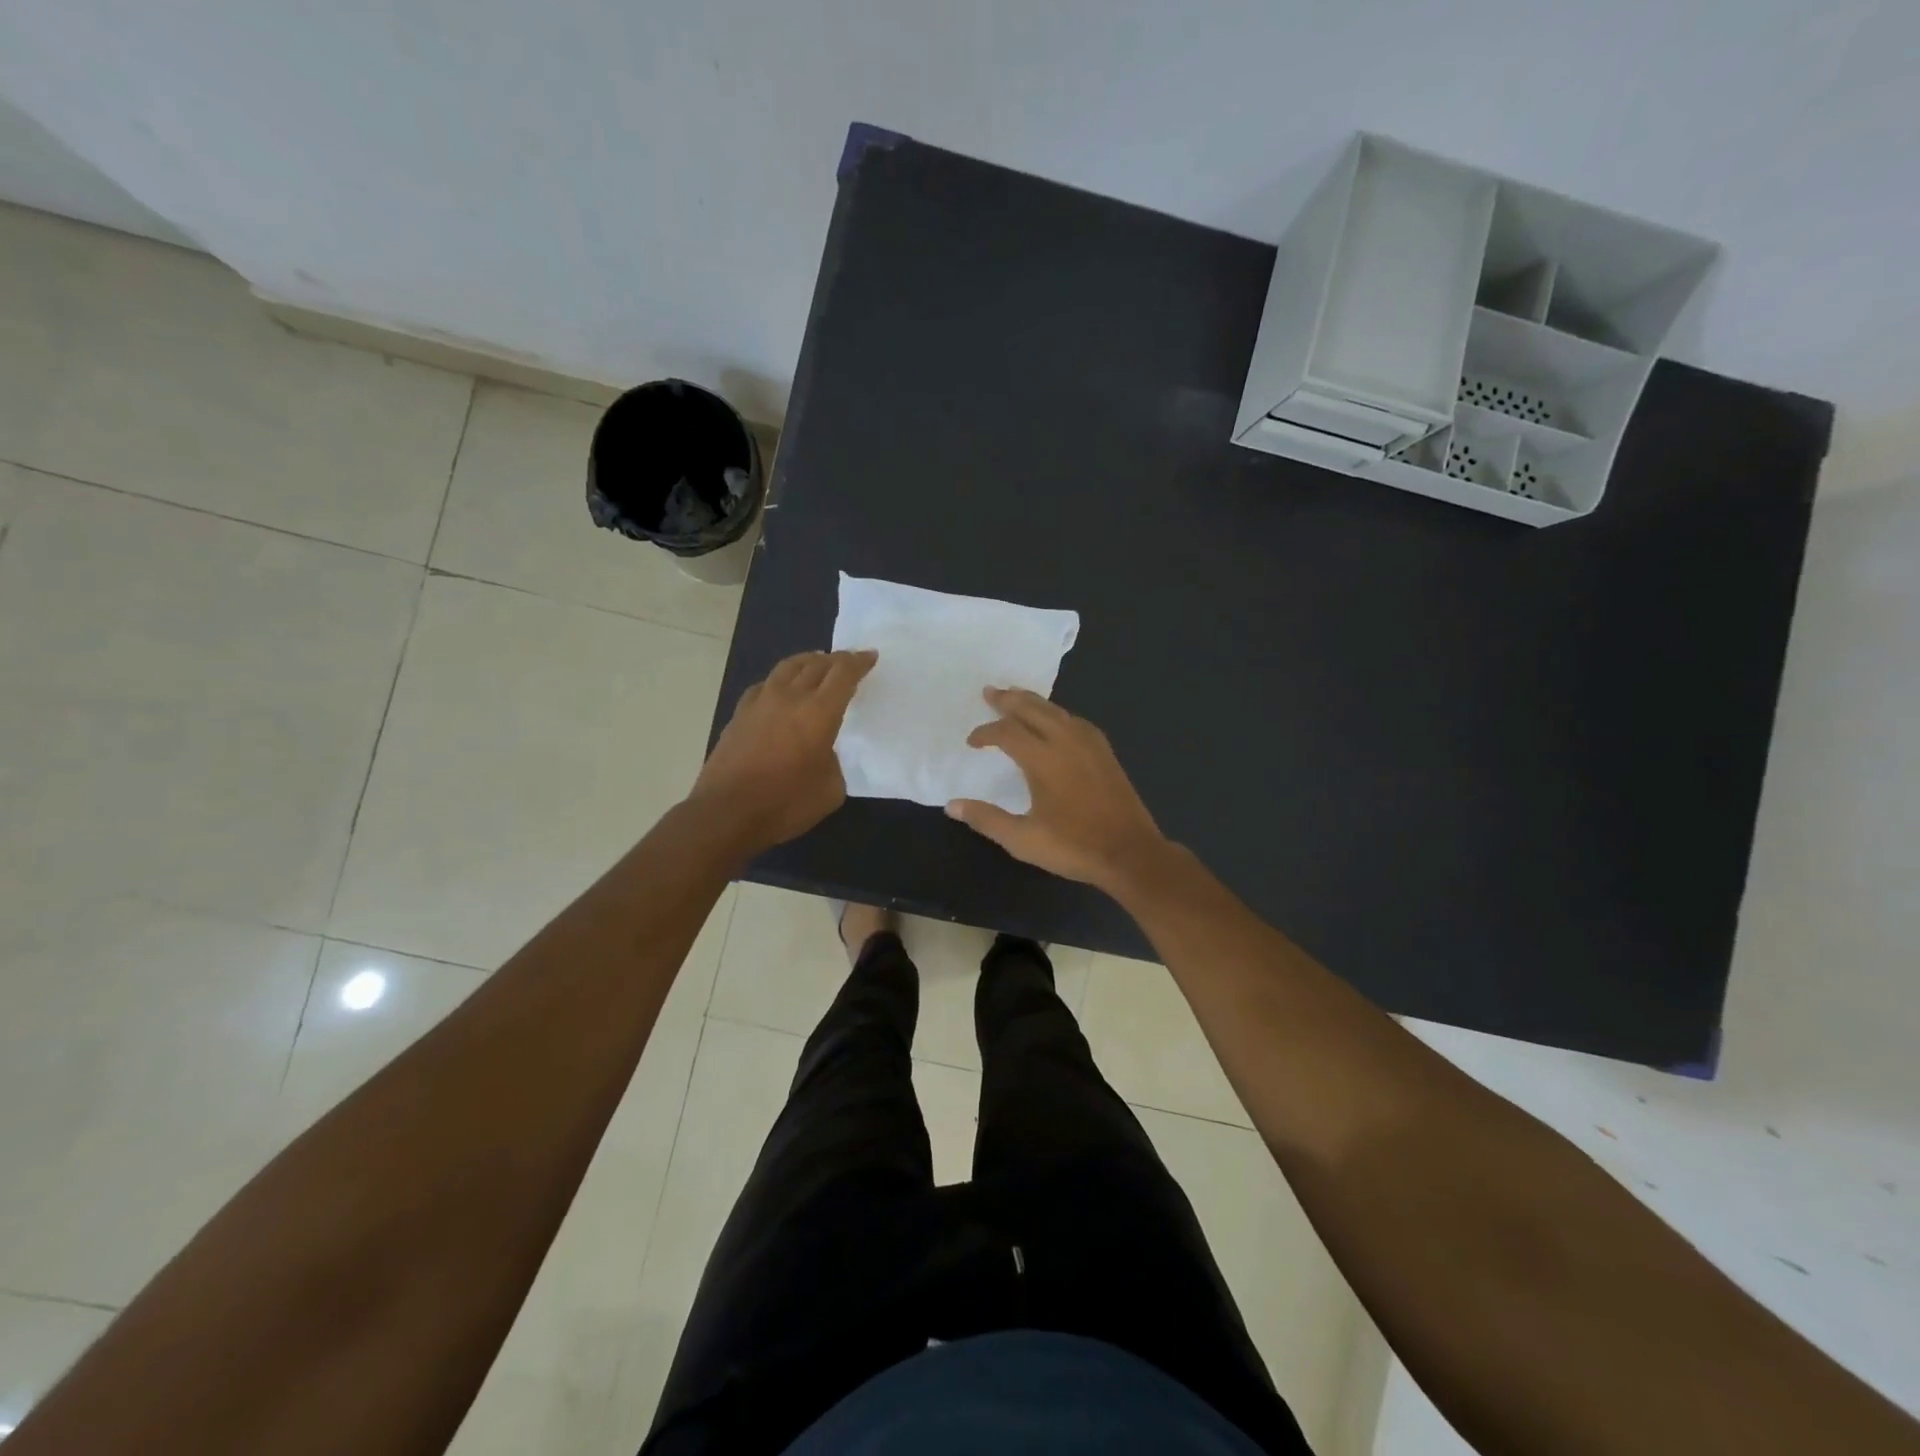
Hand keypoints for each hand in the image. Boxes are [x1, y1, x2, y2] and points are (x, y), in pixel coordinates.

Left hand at [692, 649, 876, 851]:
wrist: (726, 813)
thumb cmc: (785, 804)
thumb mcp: (830, 789)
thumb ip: (834, 762)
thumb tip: (823, 752)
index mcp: (819, 712)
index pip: (843, 674)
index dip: (859, 662)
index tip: (870, 656)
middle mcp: (790, 697)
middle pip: (817, 664)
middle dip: (837, 660)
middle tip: (848, 661)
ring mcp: (760, 702)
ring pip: (788, 667)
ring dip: (807, 661)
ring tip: (817, 662)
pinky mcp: (739, 714)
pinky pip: (765, 684)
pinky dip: (781, 680)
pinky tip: (781, 688)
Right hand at [947, 688, 1170, 894]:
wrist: (1130, 853)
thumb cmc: (1074, 846)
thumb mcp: (1023, 840)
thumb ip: (987, 819)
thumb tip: (952, 805)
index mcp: (1043, 759)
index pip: (1007, 733)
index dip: (986, 733)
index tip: (972, 741)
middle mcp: (1066, 742)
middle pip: (1033, 709)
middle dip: (1009, 700)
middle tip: (990, 692)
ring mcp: (1090, 744)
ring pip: (1056, 711)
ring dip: (1033, 702)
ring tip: (1017, 697)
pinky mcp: (1105, 753)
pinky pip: (1076, 721)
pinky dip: (1057, 714)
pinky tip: (1056, 720)